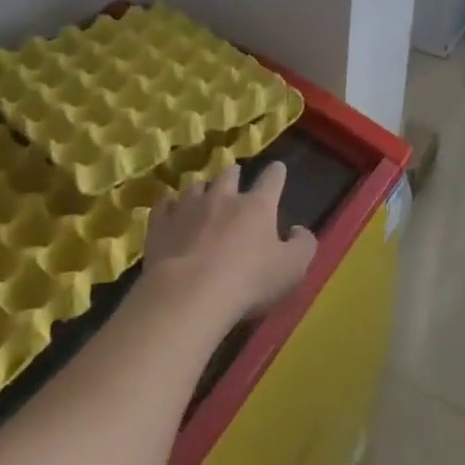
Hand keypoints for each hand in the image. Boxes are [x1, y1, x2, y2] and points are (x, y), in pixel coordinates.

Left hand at [142, 163, 315, 322]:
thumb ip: (303, 245)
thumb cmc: (248, 281)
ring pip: (196, 186)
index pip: (272, 178)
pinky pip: (164, 205)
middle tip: (235, 179)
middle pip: (229, 175)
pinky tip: (170, 211)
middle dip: (234, 175)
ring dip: (202, 190)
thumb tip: (298, 230)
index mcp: (258, 205)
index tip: (277, 169)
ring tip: (202, 196)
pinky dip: (170, 206)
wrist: (189, 294)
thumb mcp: (292, 269)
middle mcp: (223, 197)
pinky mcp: (161, 224)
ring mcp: (188, 208)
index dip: (276, 173)